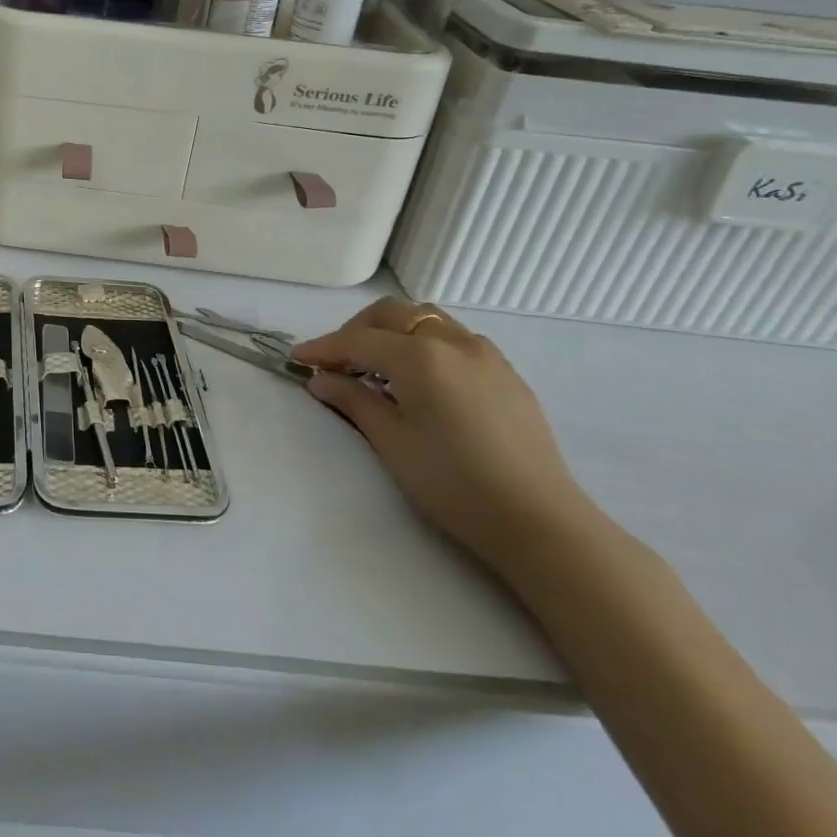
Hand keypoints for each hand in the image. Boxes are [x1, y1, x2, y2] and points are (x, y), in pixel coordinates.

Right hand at [293, 297, 597, 575]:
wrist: (539, 522)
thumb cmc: (454, 484)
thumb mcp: (391, 442)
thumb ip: (353, 400)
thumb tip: (320, 379)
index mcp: (420, 356)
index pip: (358, 340)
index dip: (323, 347)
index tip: (297, 358)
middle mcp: (453, 341)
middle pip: (393, 314)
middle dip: (357, 330)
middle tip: (337, 362)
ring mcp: (485, 354)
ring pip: (427, 319)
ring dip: (393, 332)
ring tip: (377, 368)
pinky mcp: (506, 373)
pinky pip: (455, 339)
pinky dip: (425, 344)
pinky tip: (420, 380)